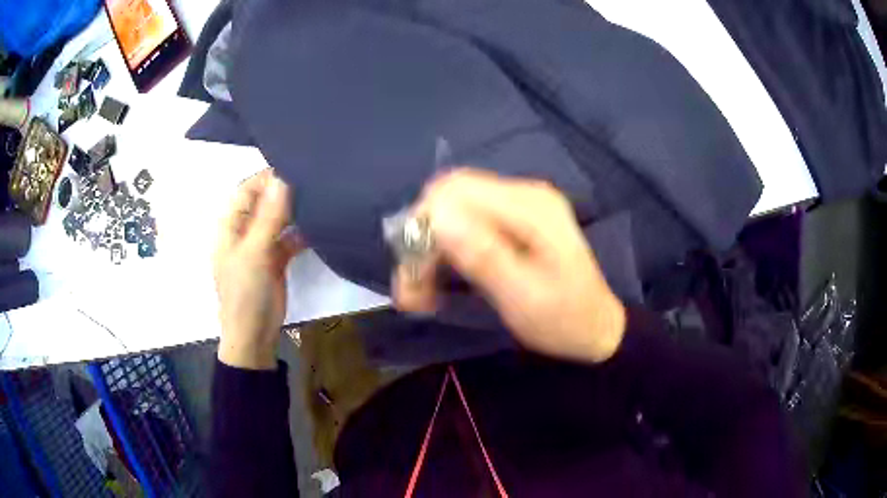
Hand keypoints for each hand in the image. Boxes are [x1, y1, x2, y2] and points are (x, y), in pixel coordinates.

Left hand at [214, 169, 304, 369]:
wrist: (254, 335)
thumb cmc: (245, 293)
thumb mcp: (255, 253)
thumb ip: (269, 216)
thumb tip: (284, 178)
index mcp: (230, 225)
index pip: (248, 189)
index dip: (268, 177)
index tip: (296, 167)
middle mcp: (244, 230)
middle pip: (265, 201)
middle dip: (285, 191)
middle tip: (315, 179)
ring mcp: (261, 244)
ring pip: (279, 218)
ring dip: (295, 210)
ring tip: (321, 196)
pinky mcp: (276, 259)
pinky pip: (289, 237)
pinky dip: (302, 232)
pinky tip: (320, 225)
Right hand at [394, 169, 625, 362]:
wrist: (596, 329)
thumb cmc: (565, 319)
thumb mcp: (524, 296)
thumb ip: (484, 255)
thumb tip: (437, 217)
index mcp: (530, 207)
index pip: (456, 189)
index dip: (424, 223)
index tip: (413, 270)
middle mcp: (522, 195)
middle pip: (450, 197)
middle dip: (421, 240)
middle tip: (411, 289)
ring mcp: (518, 207)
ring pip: (452, 212)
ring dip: (429, 251)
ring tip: (419, 296)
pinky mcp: (513, 224)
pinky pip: (466, 225)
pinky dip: (445, 253)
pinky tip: (438, 283)